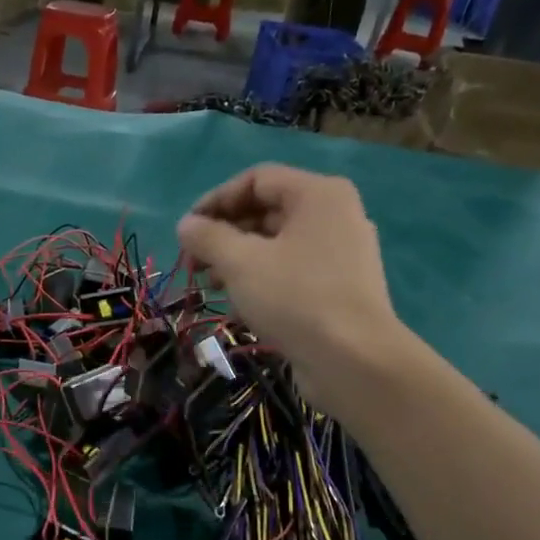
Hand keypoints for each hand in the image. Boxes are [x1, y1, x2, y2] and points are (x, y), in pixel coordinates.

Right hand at [177, 164, 406, 400]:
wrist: (353, 360)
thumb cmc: (295, 298)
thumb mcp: (240, 263)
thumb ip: (208, 237)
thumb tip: (186, 225)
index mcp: (318, 195)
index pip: (257, 179)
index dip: (216, 200)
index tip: (187, 230)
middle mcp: (334, 216)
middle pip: (267, 211)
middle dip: (224, 235)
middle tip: (194, 263)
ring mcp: (340, 253)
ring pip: (277, 244)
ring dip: (237, 260)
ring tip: (211, 286)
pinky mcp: (338, 287)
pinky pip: (291, 271)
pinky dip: (261, 280)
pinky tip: (239, 306)